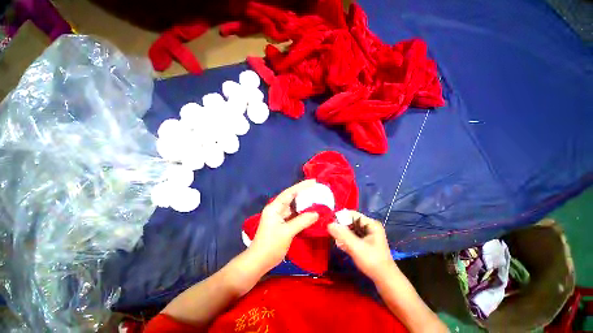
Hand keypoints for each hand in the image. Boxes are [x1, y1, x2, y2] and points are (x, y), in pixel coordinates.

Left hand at [249, 180, 318, 271]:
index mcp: (274, 207)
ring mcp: (279, 217)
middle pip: (291, 197)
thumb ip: (302, 221)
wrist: (258, 262)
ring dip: (303, 203)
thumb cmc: (270, 245)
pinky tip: (310, 213)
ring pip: (293, 207)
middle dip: (303, 193)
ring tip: (316, 199)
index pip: (289, 192)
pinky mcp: (282, 224)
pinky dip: (302, 213)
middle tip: (317, 189)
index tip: (313, 181)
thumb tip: (317, 213)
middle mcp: (276, 209)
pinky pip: (294, 215)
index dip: (301, 186)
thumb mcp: (287, 232)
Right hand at [328, 211, 395, 281]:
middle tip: (333, 235)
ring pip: (350, 229)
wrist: (385, 280)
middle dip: (341, 227)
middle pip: (350, 221)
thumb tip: (329, 224)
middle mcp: (369, 227)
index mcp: (370, 224)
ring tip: (338, 242)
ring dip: (342, 234)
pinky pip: (352, 236)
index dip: (341, 217)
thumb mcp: (356, 247)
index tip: (330, 224)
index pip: (352, 214)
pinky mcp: (364, 242)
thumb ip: (342, 235)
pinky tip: (341, 246)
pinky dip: (346, 240)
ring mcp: (367, 235)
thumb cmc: (372, 261)